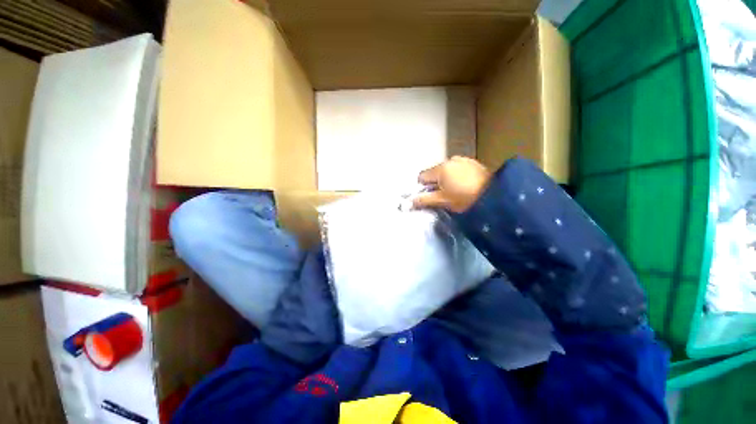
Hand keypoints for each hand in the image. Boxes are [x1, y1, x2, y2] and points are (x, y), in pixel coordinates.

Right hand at [413, 156, 491, 212]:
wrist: (495, 195)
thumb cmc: (465, 198)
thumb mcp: (443, 201)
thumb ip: (424, 200)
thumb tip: (407, 203)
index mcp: (440, 168)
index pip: (422, 176)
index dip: (423, 188)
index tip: (432, 196)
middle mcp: (450, 160)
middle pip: (434, 173)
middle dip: (435, 184)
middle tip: (445, 196)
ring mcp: (462, 159)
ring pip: (446, 171)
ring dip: (446, 180)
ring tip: (457, 191)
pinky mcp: (472, 162)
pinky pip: (457, 169)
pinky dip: (456, 176)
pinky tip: (465, 185)